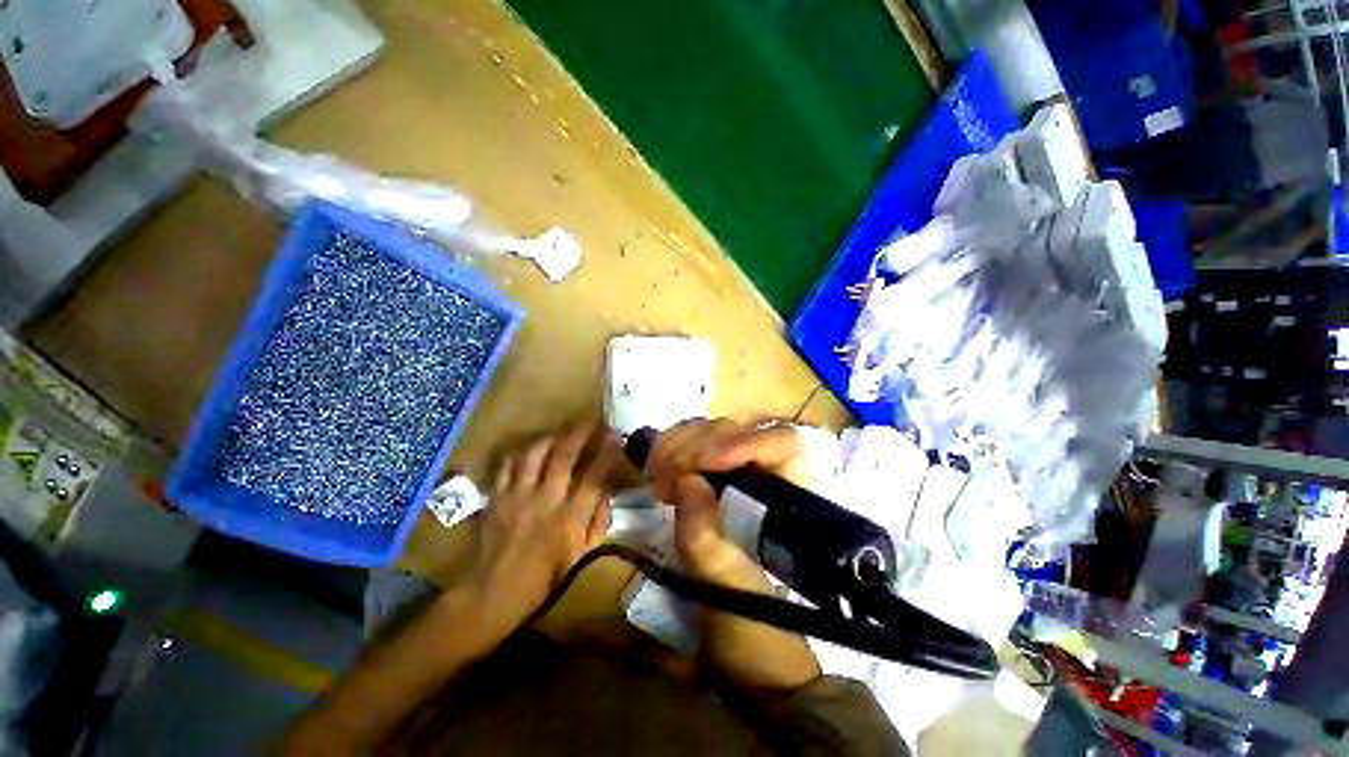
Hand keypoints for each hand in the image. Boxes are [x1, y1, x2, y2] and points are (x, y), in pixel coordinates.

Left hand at [470, 422, 618, 632]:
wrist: (492, 593)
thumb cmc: (544, 579)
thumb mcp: (581, 556)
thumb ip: (598, 522)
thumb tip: (608, 493)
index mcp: (570, 518)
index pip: (594, 476)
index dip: (606, 452)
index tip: (615, 436)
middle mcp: (545, 500)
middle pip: (564, 456)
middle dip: (580, 433)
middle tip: (590, 421)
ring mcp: (518, 496)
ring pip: (534, 454)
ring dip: (551, 437)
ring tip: (560, 433)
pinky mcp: (497, 497)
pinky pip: (508, 465)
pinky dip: (520, 452)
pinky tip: (530, 449)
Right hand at [646, 419, 821, 689]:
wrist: (741, 630)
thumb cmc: (748, 617)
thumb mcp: (727, 586)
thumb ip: (708, 537)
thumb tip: (689, 482)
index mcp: (793, 497)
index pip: (783, 444)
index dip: (745, 443)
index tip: (703, 464)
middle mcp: (769, 473)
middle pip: (737, 430)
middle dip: (697, 446)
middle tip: (666, 476)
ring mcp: (739, 469)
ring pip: (710, 431)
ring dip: (678, 445)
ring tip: (658, 477)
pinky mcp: (714, 473)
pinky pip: (691, 444)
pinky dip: (670, 451)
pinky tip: (657, 472)